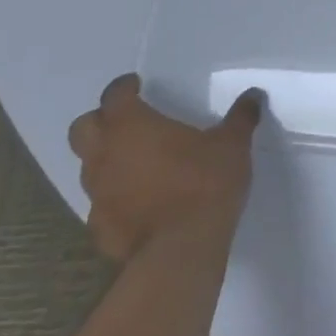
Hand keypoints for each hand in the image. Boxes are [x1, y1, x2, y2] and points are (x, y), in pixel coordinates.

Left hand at [66, 75, 263, 261]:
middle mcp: (105, 156)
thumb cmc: (204, 183)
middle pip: (82, 129)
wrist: (181, 251)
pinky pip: (100, 206)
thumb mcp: (232, 145)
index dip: (124, 88)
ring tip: (136, 164)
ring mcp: (98, 196)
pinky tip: (139, 204)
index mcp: (131, 126)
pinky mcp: (100, 230)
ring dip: (106, 161)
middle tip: (126, 122)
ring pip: (88, 169)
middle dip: (99, 122)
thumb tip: (253, 97)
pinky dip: (115, 199)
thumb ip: (240, 118)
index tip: (137, 85)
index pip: (114, 96)